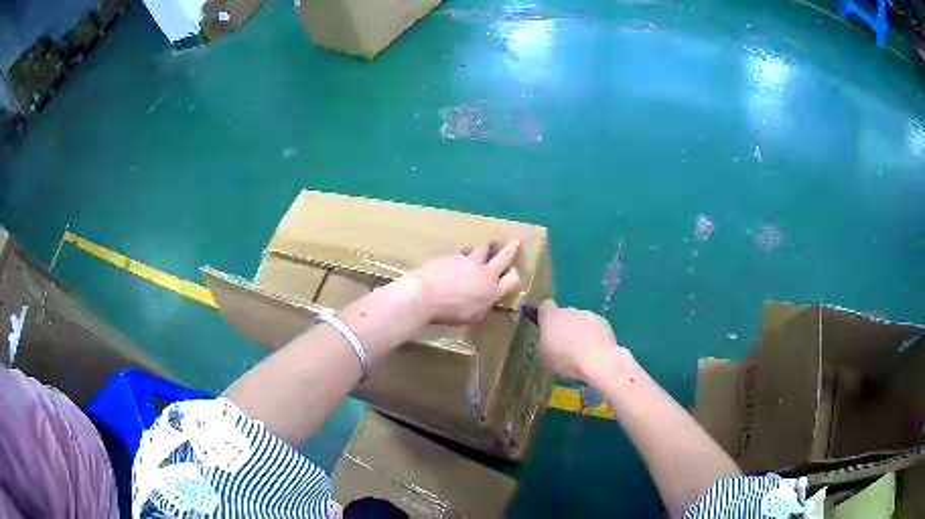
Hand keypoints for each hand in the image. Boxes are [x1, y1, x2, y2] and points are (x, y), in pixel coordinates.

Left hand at [407, 240, 520, 323]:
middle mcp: (485, 272)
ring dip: (486, 247)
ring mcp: (469, 261)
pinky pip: (462, 250)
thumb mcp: (471, 317)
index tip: (513, 271)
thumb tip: (486, 302)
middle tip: (515, 242)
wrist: (425, 295)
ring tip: (486, 246)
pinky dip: (464, 252)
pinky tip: (461, 253)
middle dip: (511, 249)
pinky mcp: (453, 255)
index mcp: (492, 291)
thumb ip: (482, 307)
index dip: (514, 274)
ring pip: (482, 248)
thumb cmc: (448, 313)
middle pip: (503, 257)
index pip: (513, 279)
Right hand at [537, 299, 627, 383]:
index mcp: (551, 316)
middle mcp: (570, 310)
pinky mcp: (604, 323)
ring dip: (579, 331)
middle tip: (564, 346)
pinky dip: (593, 336)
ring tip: (581, 351)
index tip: (546, 328)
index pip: (545, 306)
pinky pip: (594, 328)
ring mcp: (588, 315)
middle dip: (564, 326)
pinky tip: (593, 352)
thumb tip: (548, 338)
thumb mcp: (544, 356)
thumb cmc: (565, 359)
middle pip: (564, 314)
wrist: (598, 361)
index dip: (545, 316)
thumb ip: (544, 342)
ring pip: (580, 321)